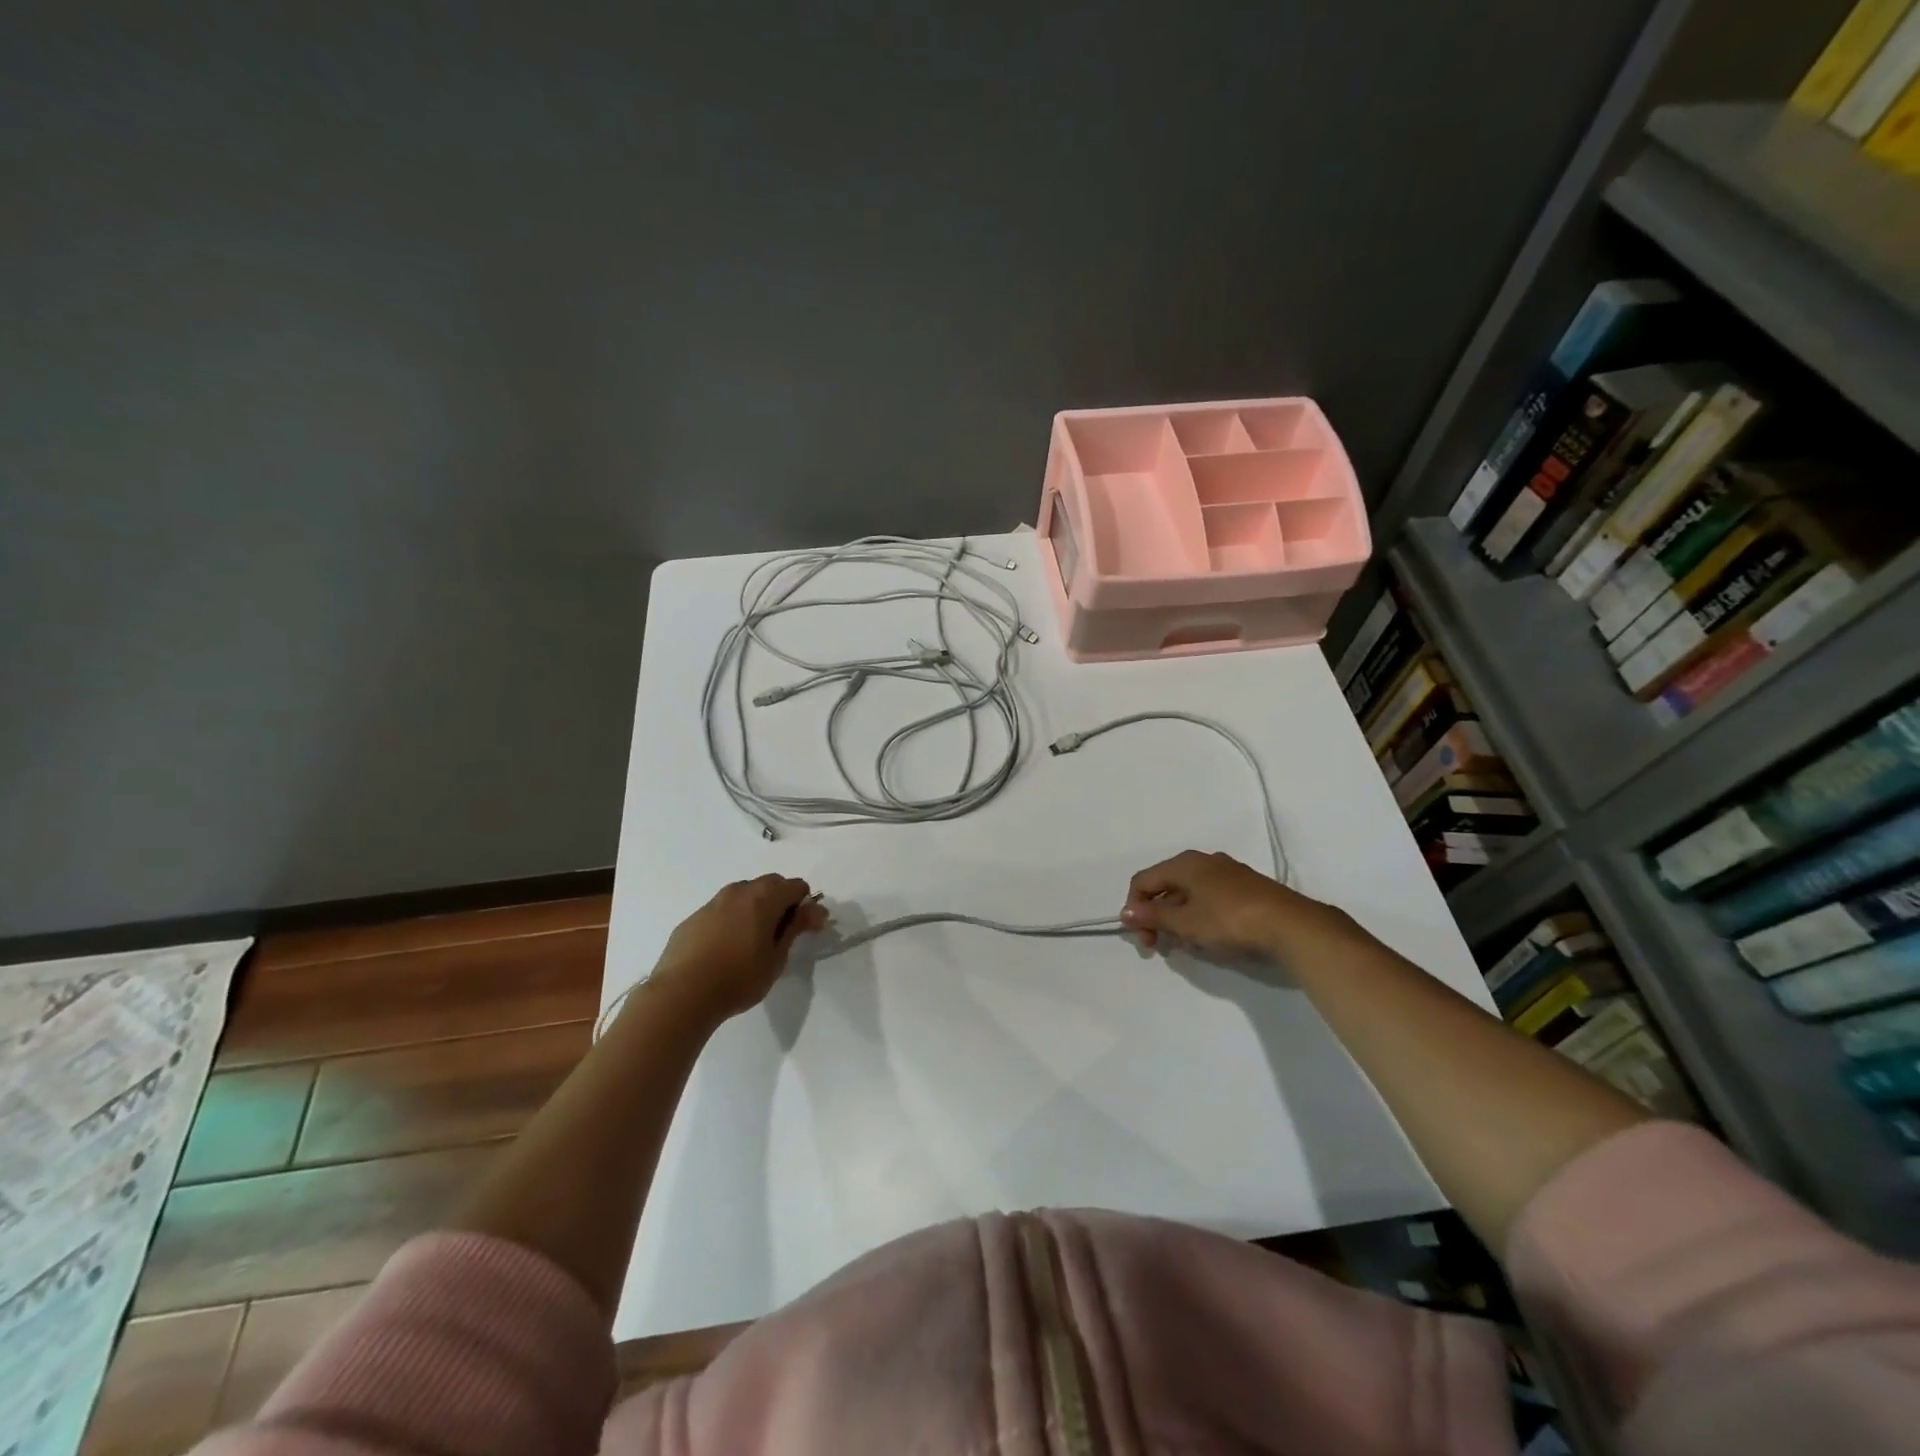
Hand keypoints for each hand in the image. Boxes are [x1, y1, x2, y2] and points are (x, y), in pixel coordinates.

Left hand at [649, 876, 827, 1021]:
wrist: (681, 994)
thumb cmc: (738, 978)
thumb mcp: (777, 957)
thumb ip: (797, 927)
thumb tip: (817, 909)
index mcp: (764, 897)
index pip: (796, 886)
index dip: (805, 906)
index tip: (803, 930)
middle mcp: (738, 891)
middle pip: (770, 884)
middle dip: (781, 902)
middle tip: (780, 935)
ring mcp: (713, 902)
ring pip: (743, 895)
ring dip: (755, 908)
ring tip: (752, 942)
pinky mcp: (693, 918)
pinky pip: (721, 910)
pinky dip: (732, 920)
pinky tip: (725, 949)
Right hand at [1121, 850, 1349, 958]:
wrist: (1291, 925)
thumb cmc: (1229, 920)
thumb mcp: (1185, 922)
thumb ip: (1153, 916)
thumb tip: (1126, 911)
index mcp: (1184, 863)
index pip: (1143, 881)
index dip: (1135, 909)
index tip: (1145, 940)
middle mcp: (1203, 861)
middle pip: (1166, 886)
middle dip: (1158, 917)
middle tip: (1164, 945)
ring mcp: (1227, 872)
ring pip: (1189, 894)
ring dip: (1180, 919)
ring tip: (1190, 944)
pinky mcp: (1246, 887)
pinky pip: (1210, 898)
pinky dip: (1201, 916)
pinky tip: (1212, 937)